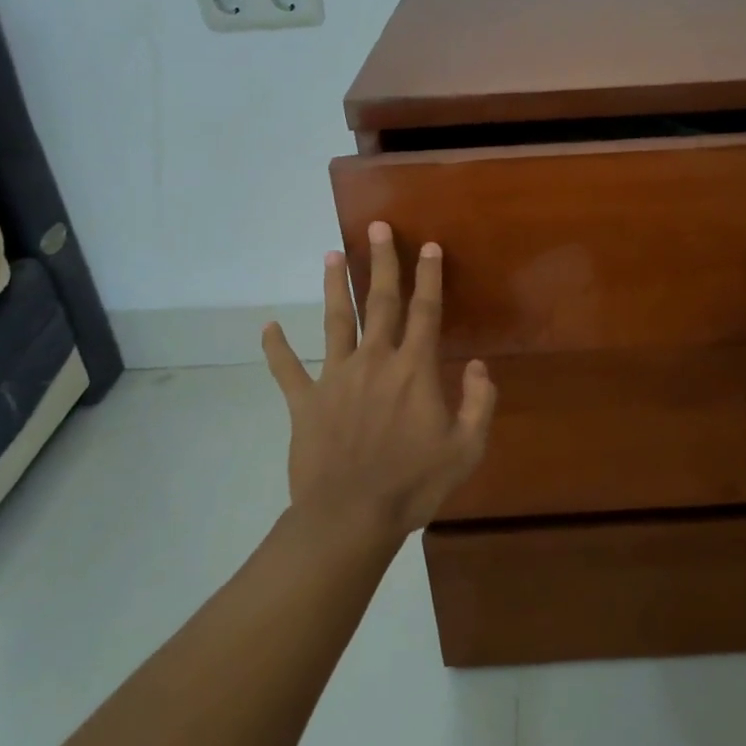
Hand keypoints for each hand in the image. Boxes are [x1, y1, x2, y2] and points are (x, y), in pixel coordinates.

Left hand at [262, 222, 497, 543]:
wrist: (351, 517)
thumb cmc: (414, 484)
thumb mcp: (466, 448)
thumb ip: (478, 402)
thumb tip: (478, 364)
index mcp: (414, 369)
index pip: (426, 311)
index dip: (429, 276)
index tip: (429, 246)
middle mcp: (375, 361)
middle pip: (380, 302)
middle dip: (382, 263)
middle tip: (377, 228)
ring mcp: (336, 378)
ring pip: (335, 322)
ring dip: (334, 286)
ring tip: (330, 255)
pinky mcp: (306, 402)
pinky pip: (288, 370)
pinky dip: (276, 348)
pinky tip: (267, 327)